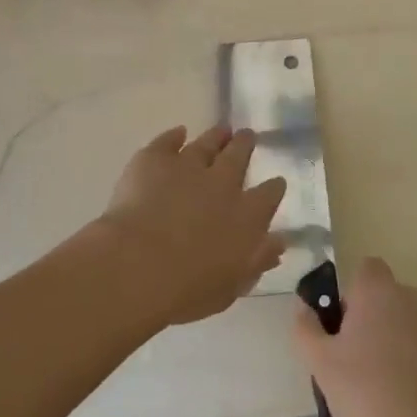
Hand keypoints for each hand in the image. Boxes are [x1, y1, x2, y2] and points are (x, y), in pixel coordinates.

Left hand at [94, 125, 286, 326]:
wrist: (138, 264)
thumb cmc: (187, 288)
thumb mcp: (231, 285)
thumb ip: (257, 262)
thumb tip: (279, 243)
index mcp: (246, 216)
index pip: (268, 196)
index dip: (274, 187)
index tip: (276, 181)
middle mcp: (221, 184)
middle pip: (238, 157)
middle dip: (245, 145)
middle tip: (248, 135)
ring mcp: (187, 167)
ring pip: (206, 144)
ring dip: (216, 136)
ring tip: (222, 129)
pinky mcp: (154, 160)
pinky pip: (167, 142)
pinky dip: (173, 136)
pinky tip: (178, 132)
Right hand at [291, 257, 416, 416]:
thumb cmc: (362, 393)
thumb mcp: (319, 362)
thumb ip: (305, 326)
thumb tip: (303, 306)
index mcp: (378, 292)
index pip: (368, 269)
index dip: (355, 293)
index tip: (346, 326)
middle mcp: (414, 299)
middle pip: (391, 296)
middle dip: (378, 317)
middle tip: (361, 358)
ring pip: (416, 322)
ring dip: (403, 338)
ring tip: (389, 382)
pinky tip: (415, 396)